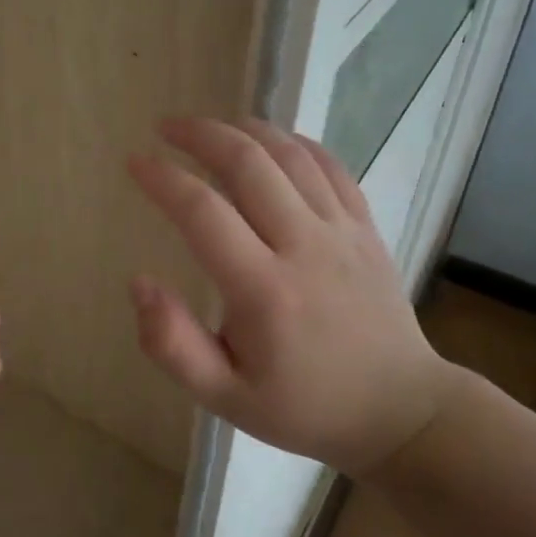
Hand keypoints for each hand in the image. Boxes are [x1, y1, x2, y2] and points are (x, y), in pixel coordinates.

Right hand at [126, 117, 456, 474]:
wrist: (400, 411)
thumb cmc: (304, 407)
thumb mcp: (225, 397)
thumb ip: (172, 345)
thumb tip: (139, 283)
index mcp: (263, 291)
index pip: (203, 212)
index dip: (163, 179)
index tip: (135, 163)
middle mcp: (304, 247)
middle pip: (248, 165)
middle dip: (200, 135)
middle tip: (165, 127)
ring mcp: (342, 232)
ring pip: (290, 156)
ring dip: (244, 129)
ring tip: (209, 125)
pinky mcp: (366, 227)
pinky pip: (331, 167)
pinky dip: (296, 142)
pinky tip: (270, 139)